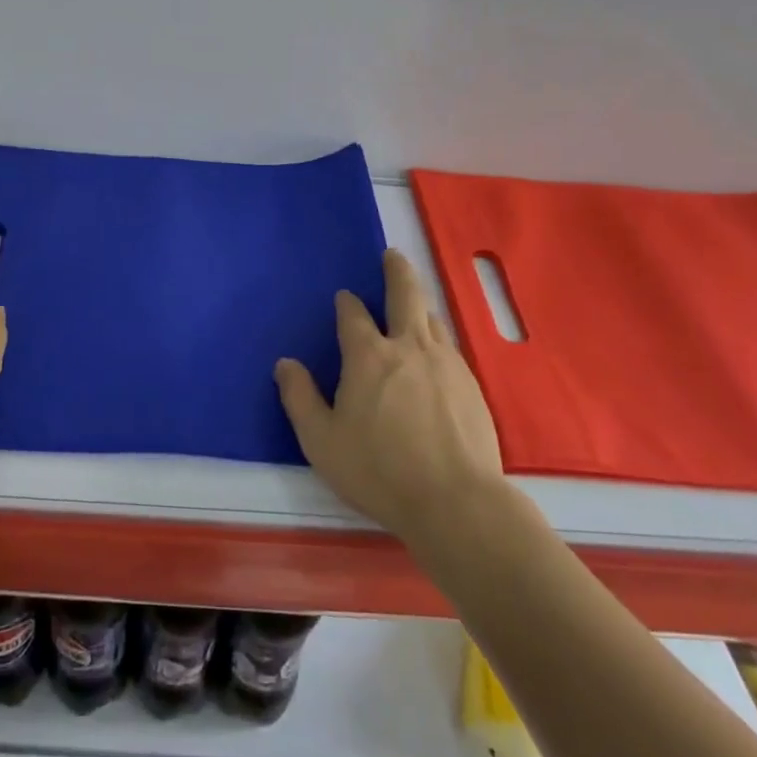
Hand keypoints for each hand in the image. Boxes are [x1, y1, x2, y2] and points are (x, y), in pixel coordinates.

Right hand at [275, 249, 504, 544]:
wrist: (456, 501)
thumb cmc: (379, 470)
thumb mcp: (322, 440)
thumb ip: (300, 398)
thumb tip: (285, 364)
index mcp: (368, 356)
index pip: (354, 315)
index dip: (347, 304)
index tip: (344, 299)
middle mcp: (408, 347)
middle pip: (405, 294)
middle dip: (396, 271)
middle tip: (392, 255)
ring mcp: (445, 363)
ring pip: (431, 318)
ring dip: (419, 303)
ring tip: (414, 301)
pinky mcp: (471, 385)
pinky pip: (450, 346)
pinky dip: (437, 336)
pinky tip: (436, 351)